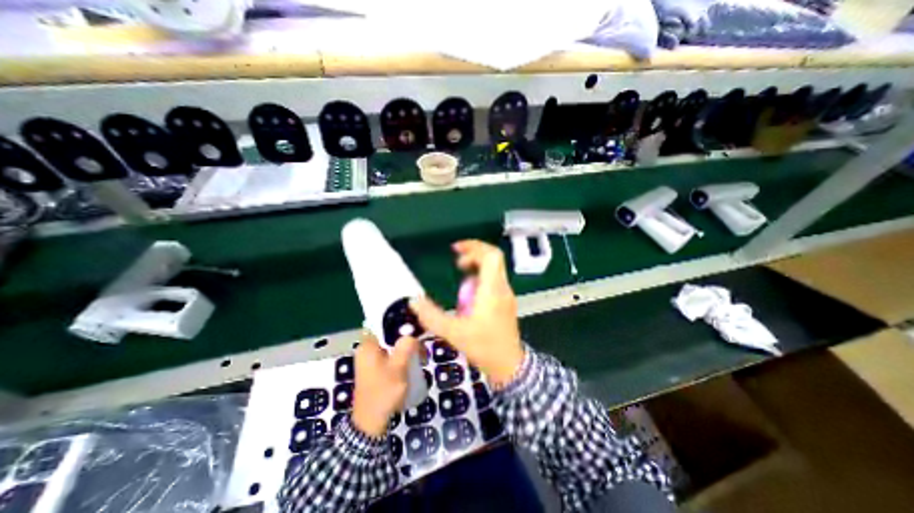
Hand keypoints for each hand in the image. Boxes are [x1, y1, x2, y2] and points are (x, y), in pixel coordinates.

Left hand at [350, 333, 417, 437]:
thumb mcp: (398, 367)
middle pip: (388, 334)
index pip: (382, 323)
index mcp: (368, 345)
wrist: (371, 421)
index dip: (399, 320)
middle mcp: (366, 349)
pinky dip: (400, 354)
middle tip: (420, 341)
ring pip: (390, 344)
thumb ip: (406, 346)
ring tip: (419, 351)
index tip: (414, 323)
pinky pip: (389, 354)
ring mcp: (369, 359)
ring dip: (404, 346)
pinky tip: (411, 359)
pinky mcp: (374, 368)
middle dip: (405, 336)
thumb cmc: (384, 391)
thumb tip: (412, 333)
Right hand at [411, 241, 525, 388]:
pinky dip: (481, 276)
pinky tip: (469, 290)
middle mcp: (502, 287)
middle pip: (493, 258)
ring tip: (460, 273)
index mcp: (492, 290)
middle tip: (456, 262)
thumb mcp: (453, 332)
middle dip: (474, 254)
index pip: (491, 256)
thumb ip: (431, 316)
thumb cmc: (483, 347)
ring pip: (494, 269)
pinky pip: (494, 279)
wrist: (509, 365)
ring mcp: (506, 294)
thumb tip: (413, 301)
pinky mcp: (506, 301)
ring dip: (477, 265)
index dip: (474, 246)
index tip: (456, 249)